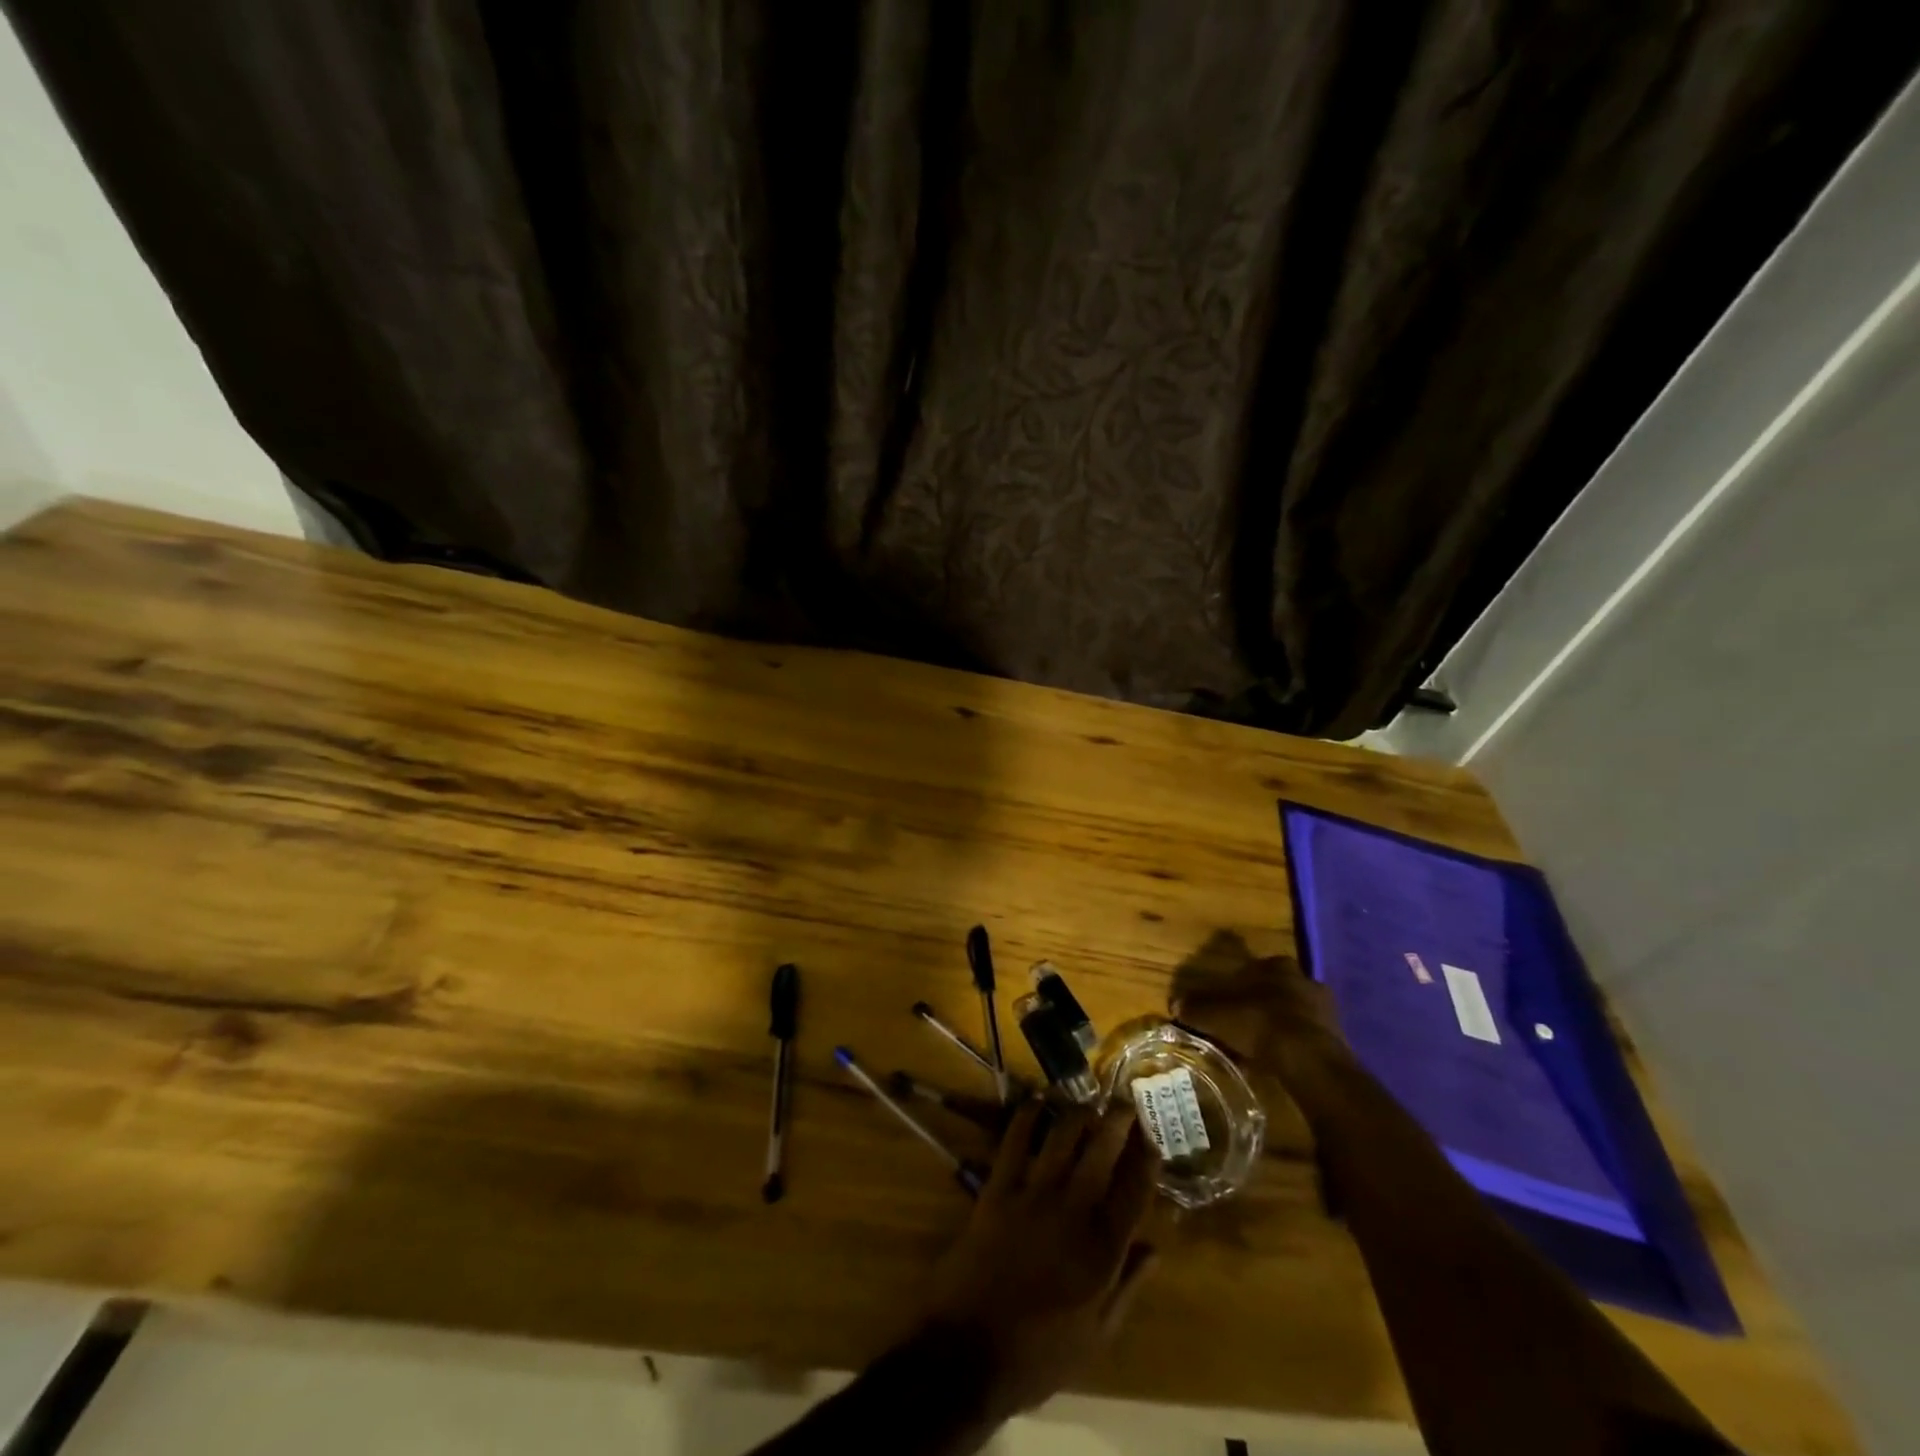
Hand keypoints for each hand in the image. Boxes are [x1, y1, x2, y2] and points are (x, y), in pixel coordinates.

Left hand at [921, 1103, 1158, 1417]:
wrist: (969, 1351)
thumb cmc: (1038, 1354)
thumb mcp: (1096, 1337)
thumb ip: (1127, 1288)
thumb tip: (1155, 1249)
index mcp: (1103, 1250)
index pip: (1135, 1191)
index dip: (1146, 1159)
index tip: (1152, 1137)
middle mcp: (1073, 1210)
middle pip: (1102, 1151)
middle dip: (1118, 1121)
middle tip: (1126, 1102)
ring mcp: (1034, 1193)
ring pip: (1062, 1136)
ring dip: (1078, 1112)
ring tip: (1088, 1099)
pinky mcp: (998, 1187)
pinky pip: (1015, 1140)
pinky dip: (1027, 1115)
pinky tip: (1037, 1100)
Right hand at [1170, 952, 1351, 1091]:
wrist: (1309, 1060)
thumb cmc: (1261, 1025)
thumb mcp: (1219, 1016)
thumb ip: (1198, 1009)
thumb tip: (1175, 1004)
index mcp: (1277, 967)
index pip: (1258, 966)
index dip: (1243, 980)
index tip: (1232, 995)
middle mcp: (1305, 980)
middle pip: (1280, 986)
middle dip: (1266, 1000)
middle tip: (1247, 1019)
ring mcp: (1326, 1009)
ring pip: (1298, 1010)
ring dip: (1284, 1022)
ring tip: (1266, 1043)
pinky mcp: (1339, 1037)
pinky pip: (1311, 1035)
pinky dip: (1298, 1044)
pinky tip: (1285, 1059)